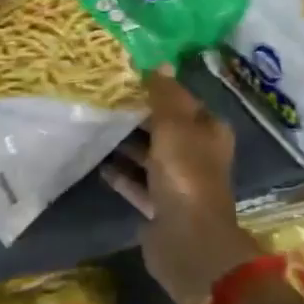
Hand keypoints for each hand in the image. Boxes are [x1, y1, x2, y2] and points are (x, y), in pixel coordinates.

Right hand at [102, 69, 261, 303]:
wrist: (188, 242)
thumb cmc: (186, 174)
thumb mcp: (174, 126)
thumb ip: (164, 94)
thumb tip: (160, 62)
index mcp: (208, 131)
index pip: (182, 101)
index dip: (158, 88)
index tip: (126, 77)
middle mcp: (196, 154)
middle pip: (165, 128)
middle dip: (138, 115)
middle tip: (103, 99)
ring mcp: (178, 183)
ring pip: (149, 156)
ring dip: (126, 144)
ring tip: (95, 126)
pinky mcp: (159, 207)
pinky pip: (137, 184)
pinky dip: (121, 174)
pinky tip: (97, 163)